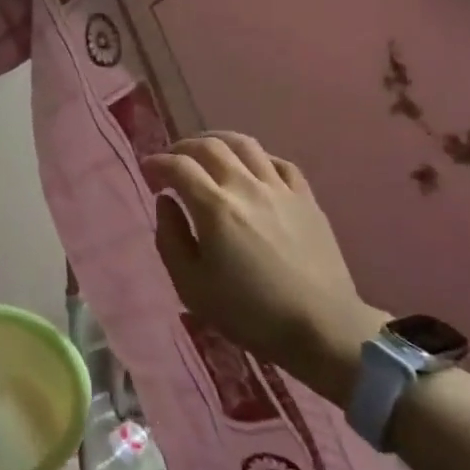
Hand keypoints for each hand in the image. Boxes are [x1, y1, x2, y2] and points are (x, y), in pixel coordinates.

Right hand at [145, 133, 384, 403]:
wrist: (322, 328)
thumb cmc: (249, 312)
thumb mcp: (191, 286)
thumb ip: (170, 239)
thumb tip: (166, 202)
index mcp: (215, 208)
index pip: (178, 166)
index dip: (157, 163)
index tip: (147, 171)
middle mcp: (246, 187)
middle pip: (209, 146)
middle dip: (182, 147)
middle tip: (171, 161)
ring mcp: (280, 189)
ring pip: (245, 144)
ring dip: (218, 141)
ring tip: (206, 153)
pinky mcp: (306, 198)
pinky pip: (278, 162)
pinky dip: (256, 158)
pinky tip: (250, 170)